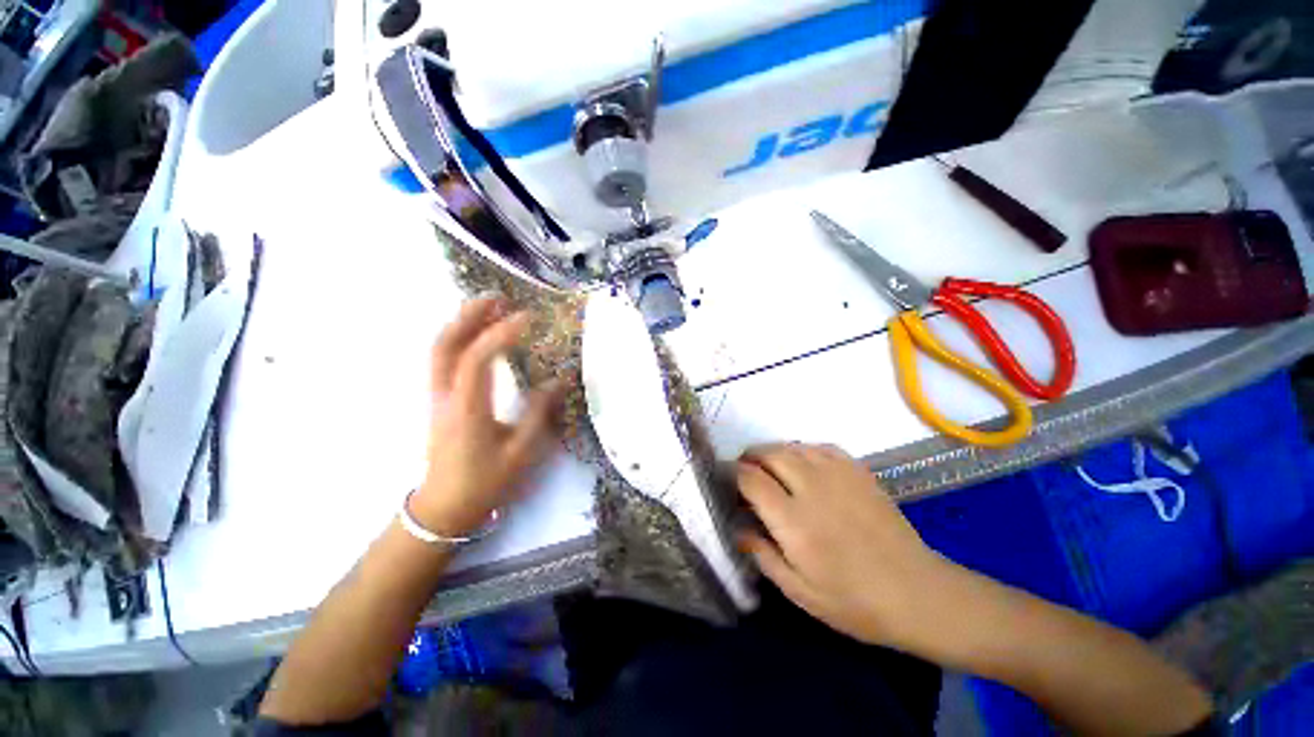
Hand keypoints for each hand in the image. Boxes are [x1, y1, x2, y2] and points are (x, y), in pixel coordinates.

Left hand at [412, 297, 563, 536]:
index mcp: (467, 410)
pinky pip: (443, 359)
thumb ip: (540, 412)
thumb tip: (561, 380)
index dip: (500, 334)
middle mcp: (446, 396)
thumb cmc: (485, 481)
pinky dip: (458, 337)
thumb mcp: (521, 451)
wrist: (446, 507)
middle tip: (497, 297)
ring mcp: (437, 396)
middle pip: (445, 345)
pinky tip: (477, 333)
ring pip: (439, 350)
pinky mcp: (439, 399)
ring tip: (489, 307)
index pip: (477, 360)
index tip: (527, 318)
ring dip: (462, 323)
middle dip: (469, 316)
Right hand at [736, 443, 954, 648]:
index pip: (751, 479)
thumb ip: (763, 555)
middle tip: (745, 471)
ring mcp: (838, 476)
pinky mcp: (858, 472)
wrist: (918, 594)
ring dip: (774, 452)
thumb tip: (737, 528)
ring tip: (769, 467)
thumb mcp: (800, 591)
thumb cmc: (854, 602)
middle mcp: (812, 489)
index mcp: (794, 521)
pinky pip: (820, 447)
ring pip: (793, 446)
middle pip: (769, 454)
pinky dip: (802, 450)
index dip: (733, 473)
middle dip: (750, 457)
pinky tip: (803, 464)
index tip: (725, 478)